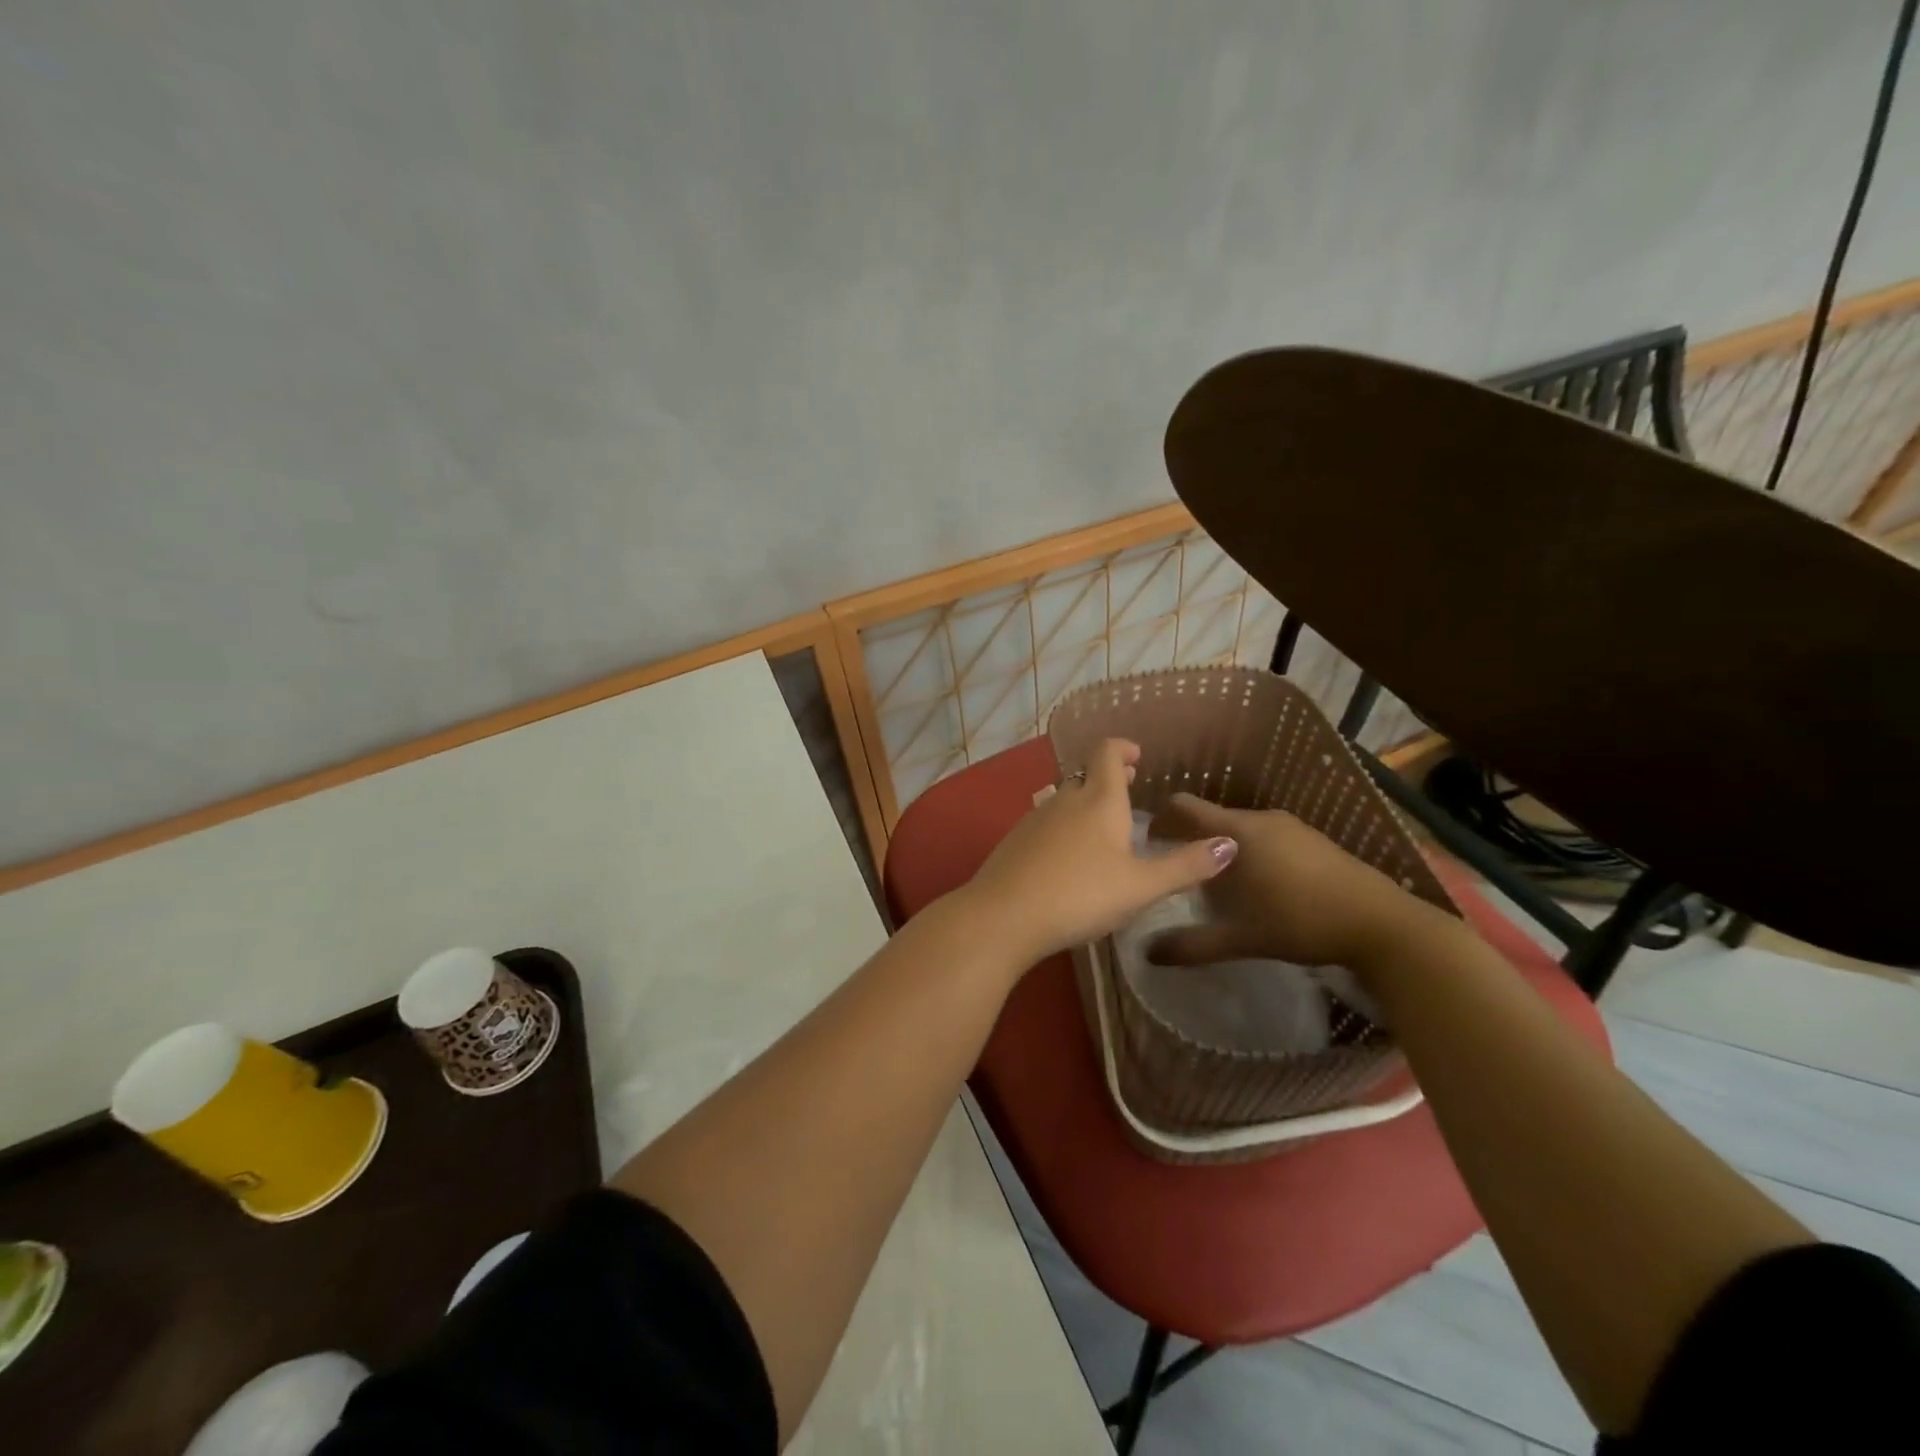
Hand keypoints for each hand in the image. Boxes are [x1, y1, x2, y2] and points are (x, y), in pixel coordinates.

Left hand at [961, 740, 1237, 964]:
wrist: (1004, 916)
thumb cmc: (1080, 895)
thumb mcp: (1141, 887)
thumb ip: (1185, 866)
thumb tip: (1231, 844)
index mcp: (1098, 800)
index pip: (1107, 754)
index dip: (1123, 748)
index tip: (1137, 755)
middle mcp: (1064, 800)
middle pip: (1086, 777)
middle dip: (1109, 778)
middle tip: (1129, 786)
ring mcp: (1034, 820)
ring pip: (1064, 800)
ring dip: (1085, 803)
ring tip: (1103, 824)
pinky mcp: (1014, 842)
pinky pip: (1046, 824)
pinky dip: (1064, 827)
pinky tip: (1068, 856)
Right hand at [1144, 793, 1448, 969]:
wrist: (1384, 925)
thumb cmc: (1303, 923)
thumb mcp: (1242, 938)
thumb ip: (1193, 944)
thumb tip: (1147, 952)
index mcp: (1238, 832)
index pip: (1183, 806)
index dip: (1160, 820)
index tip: (1149, 844)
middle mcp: (1261, 818)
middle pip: (1211, 818)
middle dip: (1191, 840)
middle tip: (1179, 873)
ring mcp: (1292, 826)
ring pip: (1240, 828)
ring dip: (1222, 848)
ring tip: (1217, 884)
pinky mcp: (1314, 839)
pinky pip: (1266, 836)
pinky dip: (1250, 852)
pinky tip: (1260, 886)